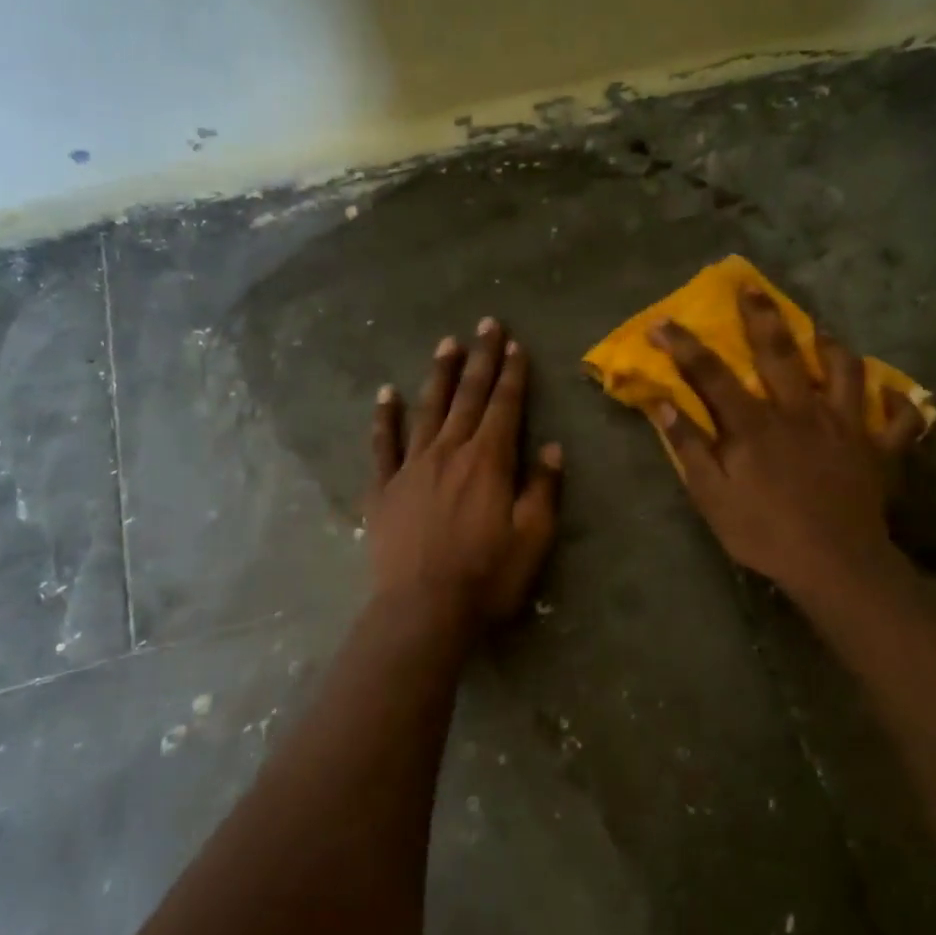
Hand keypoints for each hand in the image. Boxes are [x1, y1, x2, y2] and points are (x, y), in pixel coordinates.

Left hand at [365, 319, 562, 625]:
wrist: (423, 610)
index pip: (505, 405)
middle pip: (469, 396)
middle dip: (481, 359)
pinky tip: (386, 393)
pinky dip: (385, 417)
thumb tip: (552, 447)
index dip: (512, 373)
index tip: (515, 343)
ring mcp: (412, 467)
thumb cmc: (487, 577)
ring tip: (447, 344)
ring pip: (428, 409)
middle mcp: (450, 451)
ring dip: (440, 375)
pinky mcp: (383, 488)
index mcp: (489, 461)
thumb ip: (543, 488)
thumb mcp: (533, 538)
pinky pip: (383, 444)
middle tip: (486, 324)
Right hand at [649, 286, 922, 602]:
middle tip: (751, 287)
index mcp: (755, 425)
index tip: (662, 322)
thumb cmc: (765, 533)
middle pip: (780, 353)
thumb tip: (661, 403)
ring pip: (845, 371)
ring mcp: (846, 426)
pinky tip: (891, 395)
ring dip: (831, 346)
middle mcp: (801, 411)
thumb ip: (688, 447)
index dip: (684, 346)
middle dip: (761, 317)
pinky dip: (898, 404)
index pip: (712, 375)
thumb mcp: (712, 497)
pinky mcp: (879, 449)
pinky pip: (898, 419)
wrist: (834, 565)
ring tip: (821, 331)